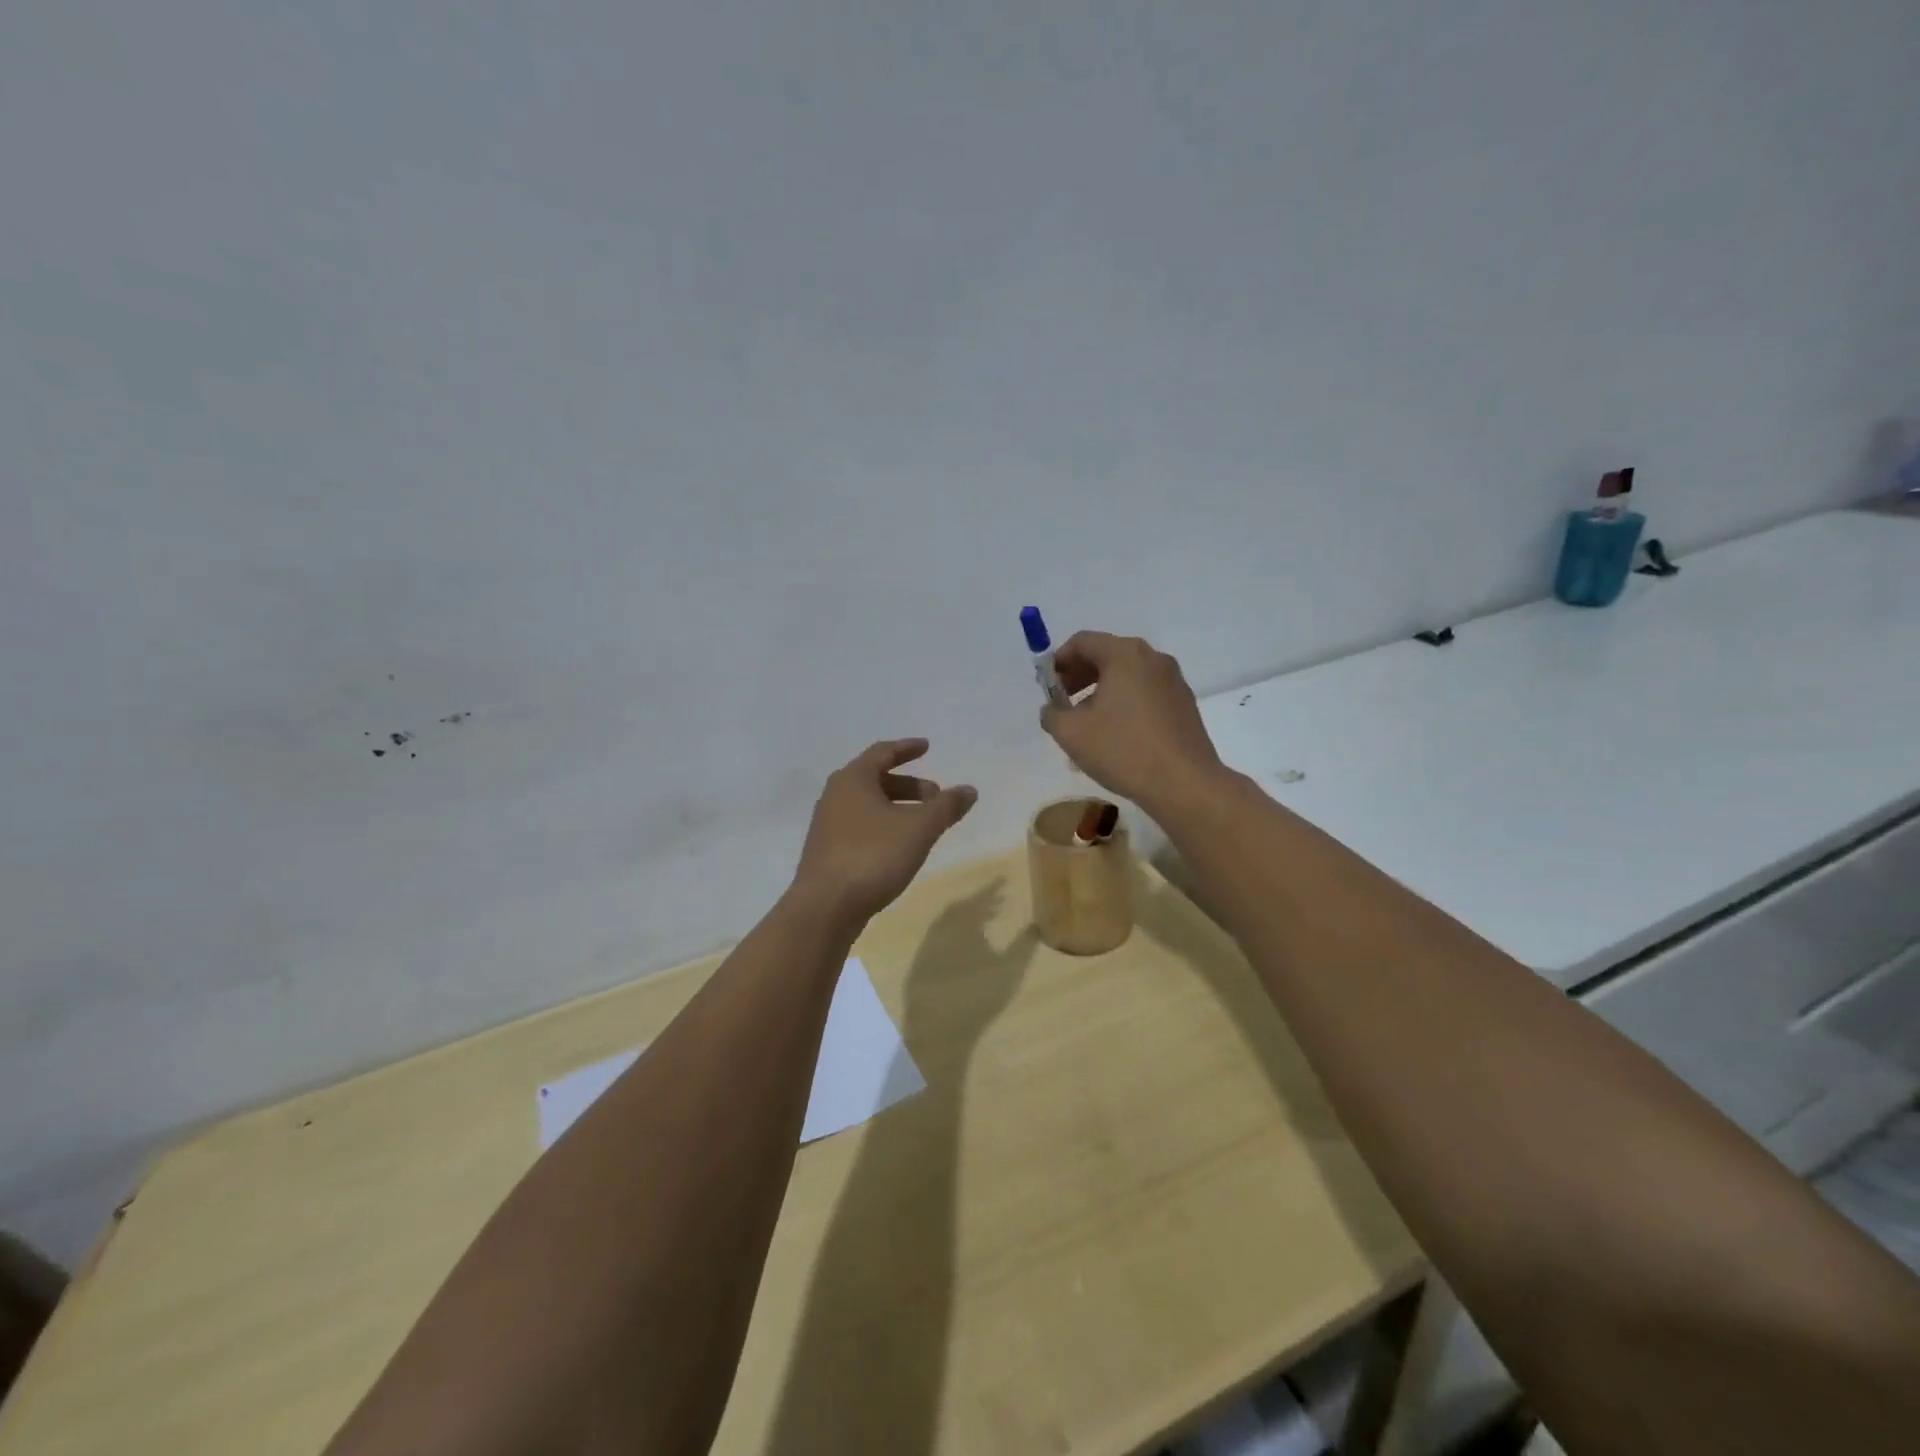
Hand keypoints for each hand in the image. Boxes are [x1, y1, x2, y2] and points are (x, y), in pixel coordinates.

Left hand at [790, 739, 977, 927]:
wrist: (825, 908)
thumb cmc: (873, 856)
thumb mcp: (919, 828)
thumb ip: (946, 807)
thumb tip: (969, 789)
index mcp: (853, 779)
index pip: (883, 752)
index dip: (907, 748)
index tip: (927, 747)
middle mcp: (835, 796)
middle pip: (876, 779)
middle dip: (908, 785)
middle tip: (936, 797)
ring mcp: (827, 825)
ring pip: (868, 805)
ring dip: (897, 807)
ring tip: (922, 825)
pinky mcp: (827, 851)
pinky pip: (860, 827)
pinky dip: (883, 826)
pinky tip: (899, 847)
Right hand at [1040, 632, 1226, 813]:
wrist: (1184, 784)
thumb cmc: (1123, 750)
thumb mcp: (1071, 733)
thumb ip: (1052, 713)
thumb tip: (1054, 708)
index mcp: (1125, 654)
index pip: (1082, 641)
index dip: (1059, 661)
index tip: (1048, 687)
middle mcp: (1153, 658)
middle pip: (1107, 655)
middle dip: (1080, 677)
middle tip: (1064, 705)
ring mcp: (1173, 681)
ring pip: (1127, 677)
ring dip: (1101, 693)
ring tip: (1088, 725)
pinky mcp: (1184, 704)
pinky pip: (1145, 694)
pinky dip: (1125, 704)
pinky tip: (1117, 736)